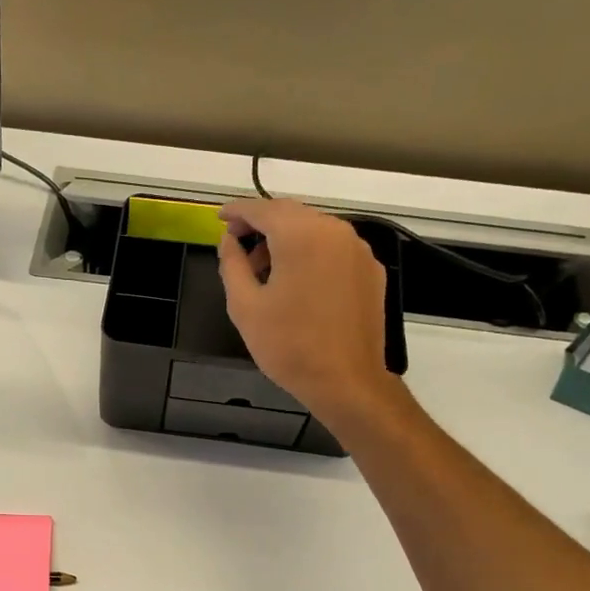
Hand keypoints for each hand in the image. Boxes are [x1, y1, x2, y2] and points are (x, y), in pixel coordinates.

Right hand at [217, 198, 401, 425]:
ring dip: (286, 239)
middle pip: (291, 214)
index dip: (236, 211)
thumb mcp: (245, 307)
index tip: (219, 218)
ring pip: (314, 229)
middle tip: (238, 245)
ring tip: (264, 270)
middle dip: (262, 224)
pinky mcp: (370, 270)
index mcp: (301, 235)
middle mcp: (334, 231)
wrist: (346, 381)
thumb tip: (229, 241)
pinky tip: (297, 281)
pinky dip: (310, 253)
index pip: (262, 209)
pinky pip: (333, 248)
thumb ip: (232, 264)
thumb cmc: (288, 346)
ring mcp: (358, 249)